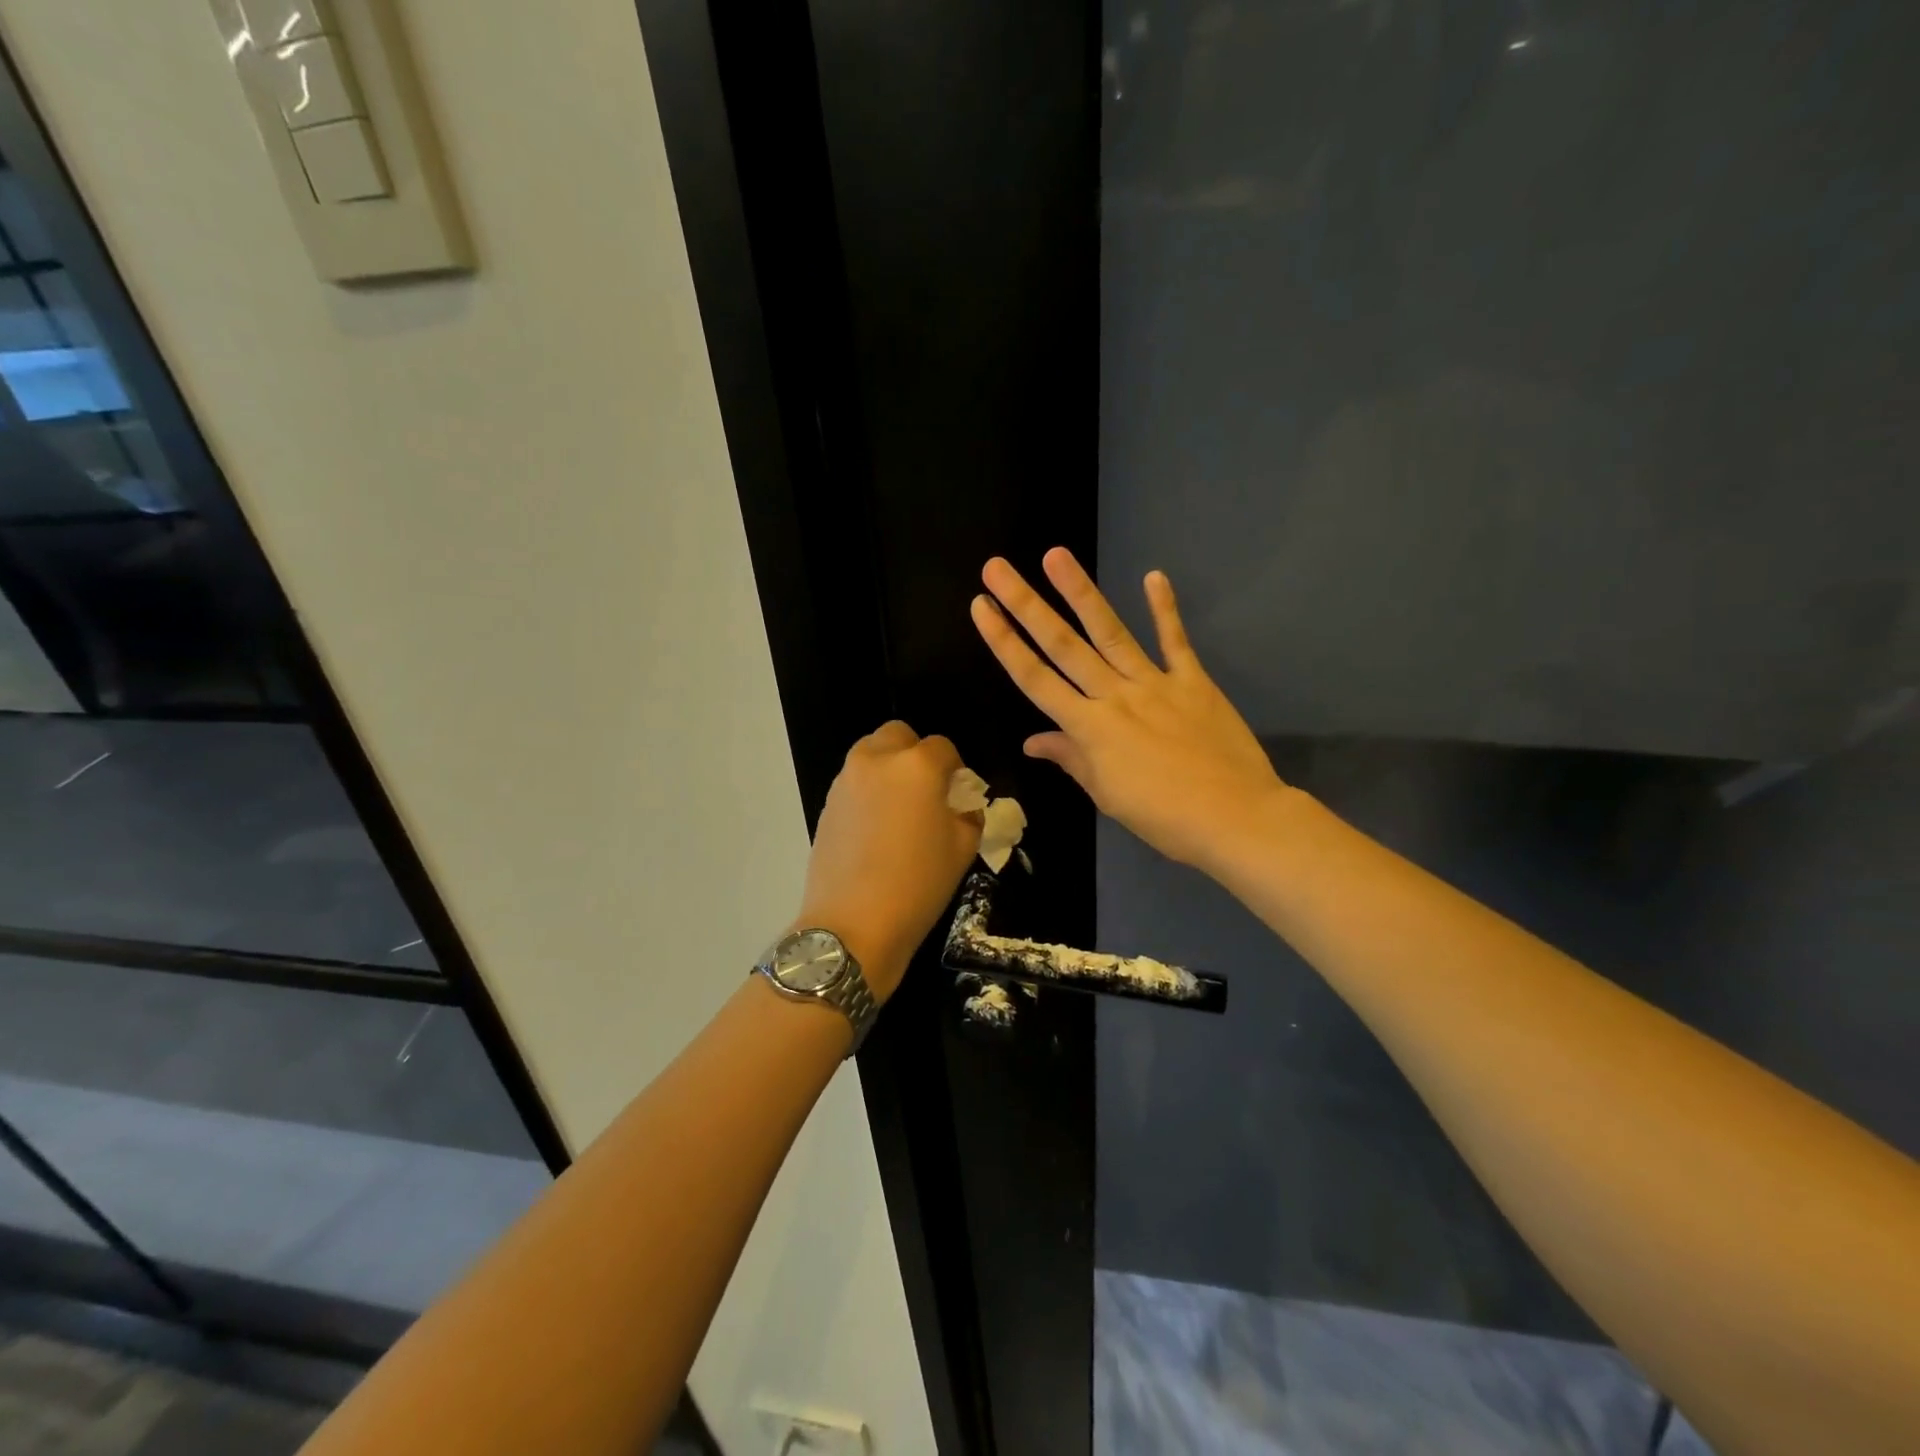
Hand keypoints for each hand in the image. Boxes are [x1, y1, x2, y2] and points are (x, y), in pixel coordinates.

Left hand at [796, 721, 981, 1001]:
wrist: (853, 924)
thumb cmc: (918, 884)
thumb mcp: (963, 849)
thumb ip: (969, 814)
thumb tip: (962, 804)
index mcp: (917, 766)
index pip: (943, 747)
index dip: (956, 769)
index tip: (959, 794)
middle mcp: (877, 760)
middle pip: (899, 736)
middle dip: (916, 754)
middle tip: (927, 791)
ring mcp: (846, 780)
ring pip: (872, 754)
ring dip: (889, 769)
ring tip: (900, 810)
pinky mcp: (827, 803)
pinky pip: (854, 781)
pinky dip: (869, 790)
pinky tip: (877, 828)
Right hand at [971, 548, 1289, 872]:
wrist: (1235, 817)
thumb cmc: (1164, 817)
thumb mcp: (1107, 795)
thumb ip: (1071, 759)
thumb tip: (1032, 741)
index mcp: (1089, 728)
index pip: (1034, 679)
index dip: (1004, 642)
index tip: (981, 608)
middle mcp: (1114, 696)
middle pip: (1062, 645)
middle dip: (1026, 604)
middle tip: (997, 567)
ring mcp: (1155, 683)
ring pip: (1110, 632)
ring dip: (1080, 592)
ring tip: (1056, 556)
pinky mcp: (1192, 681)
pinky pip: (1175, 641)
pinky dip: (1165, 609)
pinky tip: (1154, 576)